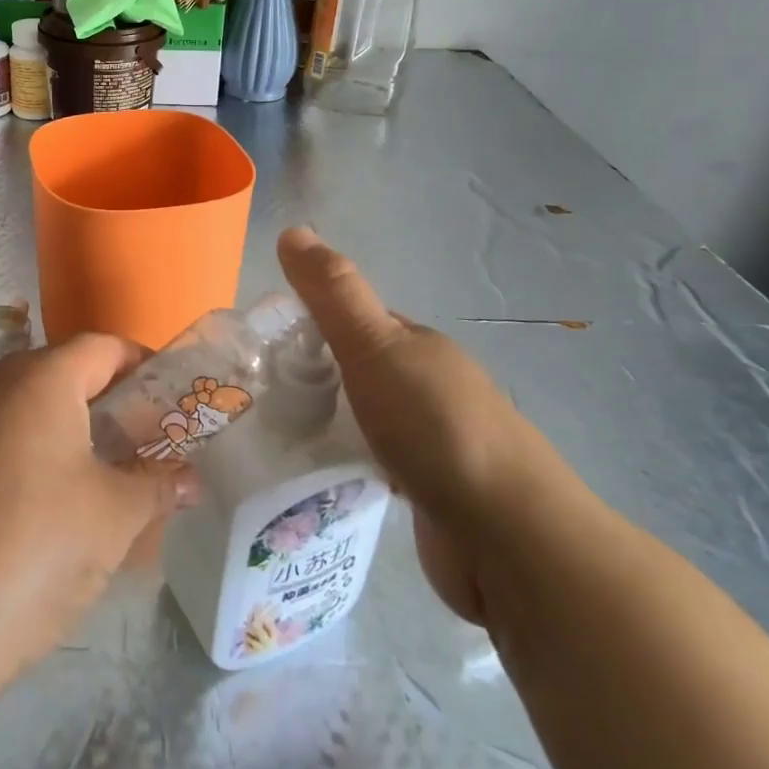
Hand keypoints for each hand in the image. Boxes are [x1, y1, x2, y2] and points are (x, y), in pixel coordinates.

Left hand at [0, 334, 192, 719]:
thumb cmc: (29, 551)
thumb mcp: (112, 519)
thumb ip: (157, 486)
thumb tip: (190, 478)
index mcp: (39, 379)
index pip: (105, 347)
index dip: (146, 367)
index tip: (177, 404)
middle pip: (65, 377)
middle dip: (112, 408)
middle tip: (147, 451)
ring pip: (31, 415)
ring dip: (73, 440)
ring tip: (107, 489)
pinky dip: (34, 465)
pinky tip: (48, 520)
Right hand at [277, 226, 578, 624]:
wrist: (510, 538)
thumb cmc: (435, 428)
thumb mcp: (375, 347)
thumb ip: (333, 294)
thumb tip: (292, 230)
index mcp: (418, 346)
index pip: (354, 321)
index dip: (309, 324)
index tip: (262, 348)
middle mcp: (429, 386)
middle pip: (358, 370)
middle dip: (314, 379)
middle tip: (258, 398)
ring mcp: (434, 441)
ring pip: (366, 419)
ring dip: (330, 423)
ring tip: (276, 438)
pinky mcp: (431, 492)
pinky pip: (376, 464)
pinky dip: (348, 464)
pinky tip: (319, 479)